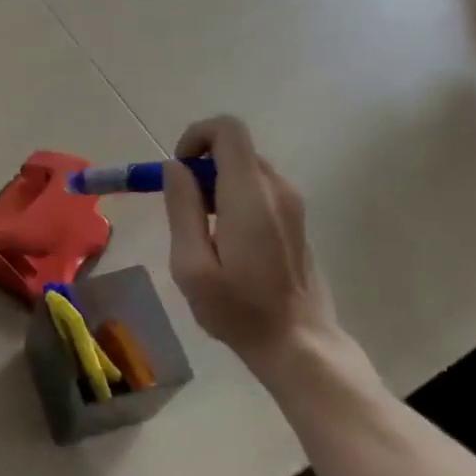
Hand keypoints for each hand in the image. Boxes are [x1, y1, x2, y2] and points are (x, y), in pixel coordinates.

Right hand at [163, 116, 339, 378]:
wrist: (300, 346)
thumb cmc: (239, 310)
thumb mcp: (192, 265)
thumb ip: (182, 208)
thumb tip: (175, 168)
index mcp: (250, 195)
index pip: (228, 129)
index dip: (196, 135)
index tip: (178, 169)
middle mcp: (277, 189)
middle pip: (235, 148)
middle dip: (202, 166)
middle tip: (184, 207)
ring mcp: (292, 204)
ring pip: (247, 168)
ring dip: (217, 183)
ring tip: (203, 230)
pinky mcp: (297, 220)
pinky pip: (260, 189)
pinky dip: (235, 197)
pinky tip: (228, 241)